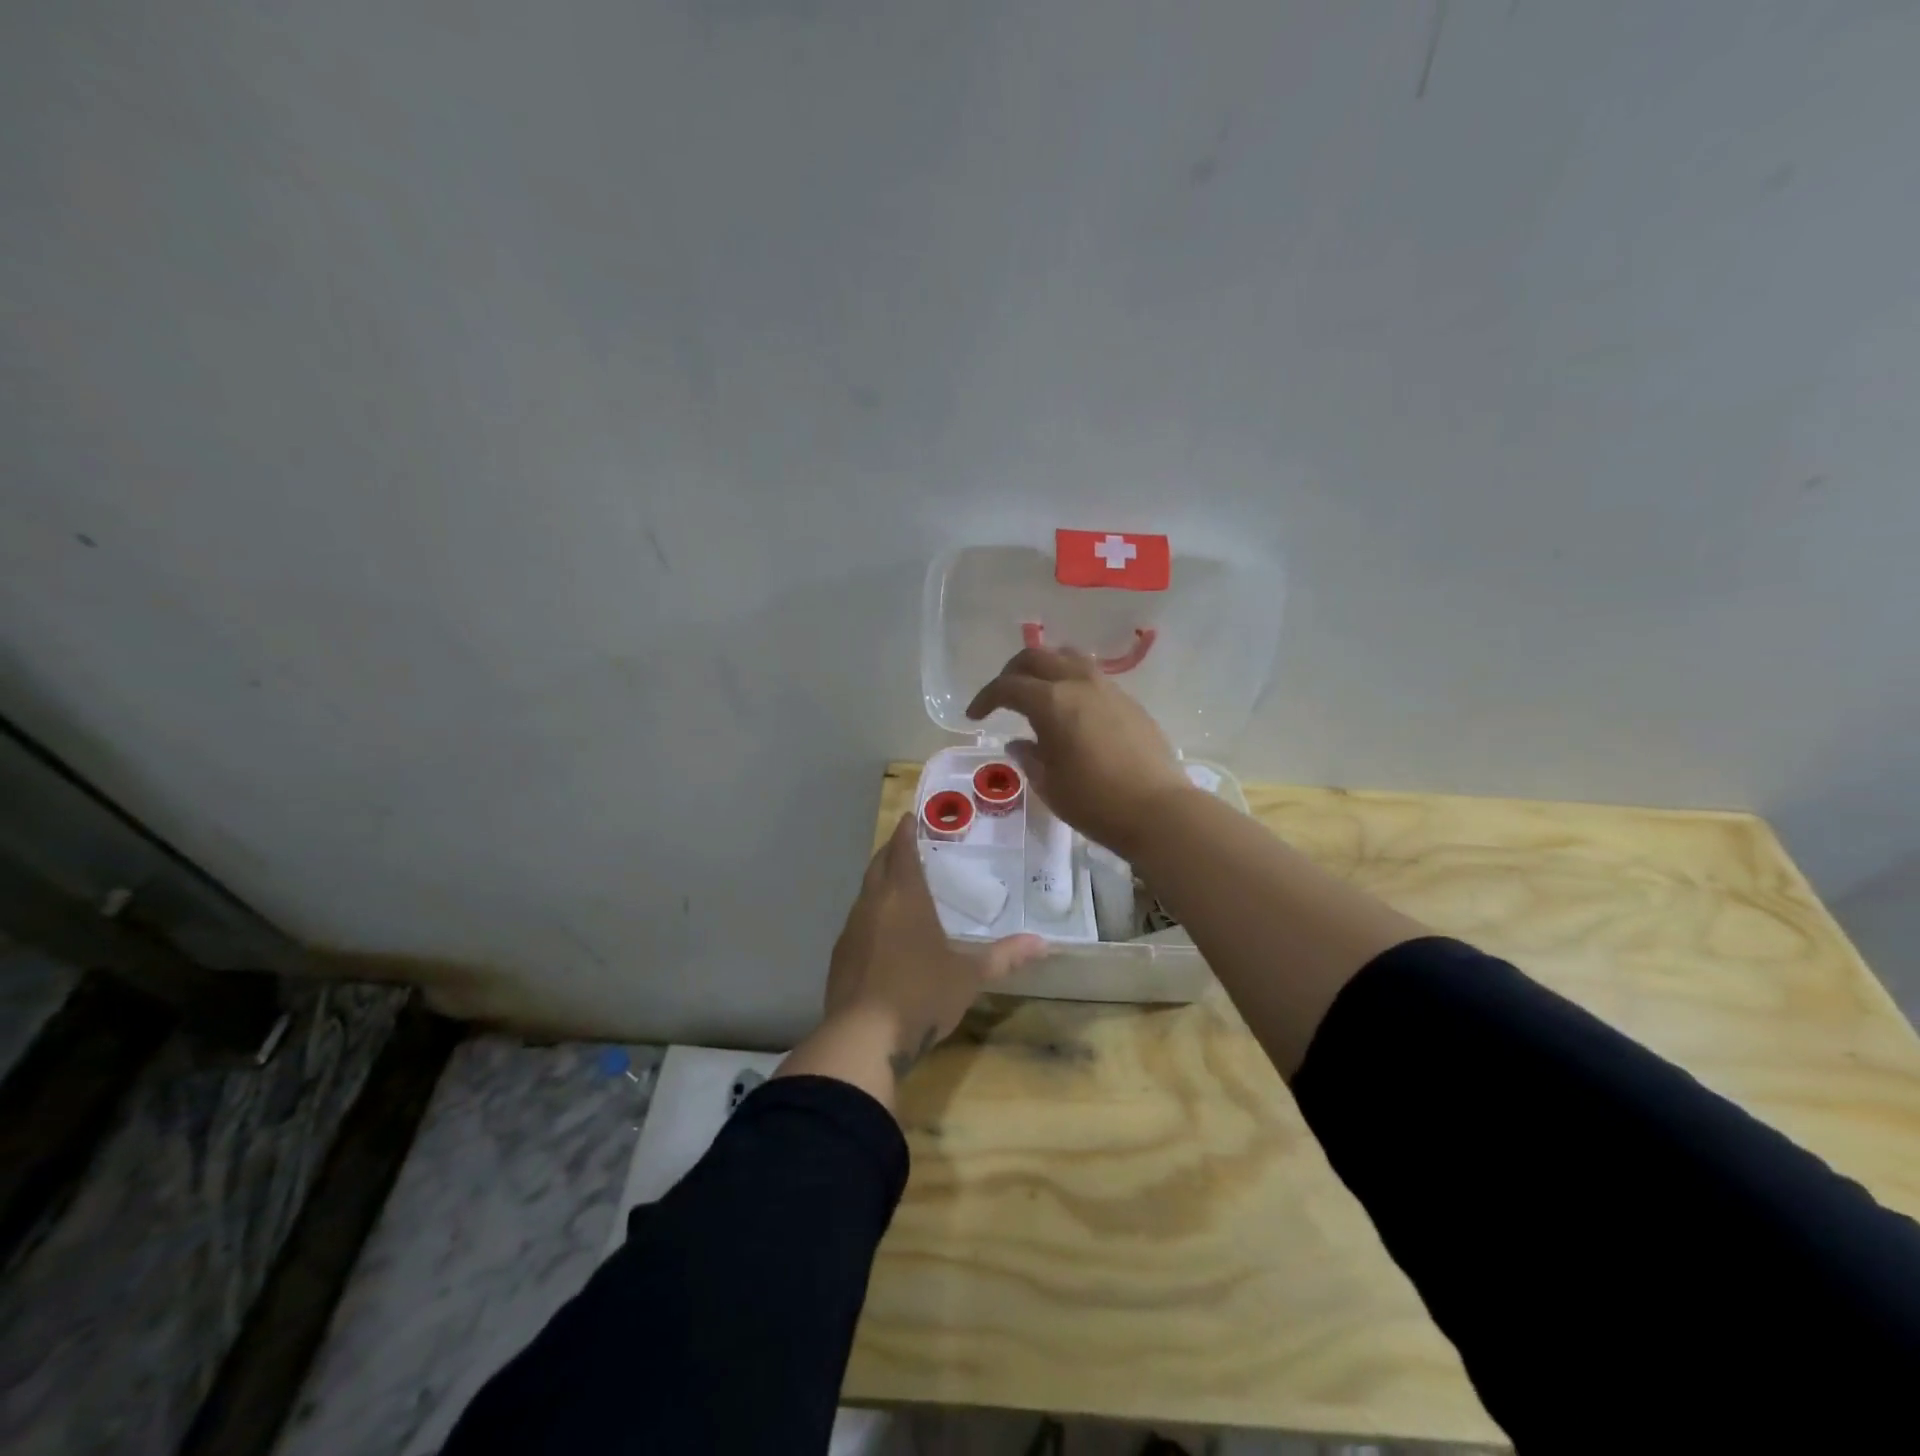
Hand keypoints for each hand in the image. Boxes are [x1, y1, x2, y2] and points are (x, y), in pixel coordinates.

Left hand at [823, 814, 1043, 1079]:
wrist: (863, 1037)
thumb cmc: (921, 995)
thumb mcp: (969, 976)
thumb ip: (1004, 957)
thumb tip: (1044, 943)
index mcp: (905, 898)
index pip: (902, 851)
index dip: (905, 832)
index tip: (908, 817)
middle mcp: (874, 904)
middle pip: (878, 866)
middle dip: (890, 852)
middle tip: (904, 845)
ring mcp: (851, 930)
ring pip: (865, 893)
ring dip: (879, 883)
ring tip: (896, 886)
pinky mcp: (839, 956)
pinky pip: (856, 922)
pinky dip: (870, 914)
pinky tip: (881, 932)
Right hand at [966, 646, 1193, 859]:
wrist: (1159, 810)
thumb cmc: (1095, 802)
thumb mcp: (1049, 785)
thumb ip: (1029, 757)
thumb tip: (1019, 742)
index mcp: (1052, 702)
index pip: (1008, 686)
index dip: (985, 698)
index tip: (974, 716)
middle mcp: (1079, 684)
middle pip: (1037, 657)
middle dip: (1012, 672)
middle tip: (1002, 696)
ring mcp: (1109, 689)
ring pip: (1068, 658)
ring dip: (1046, 669)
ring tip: (1038, 693)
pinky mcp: (1130, 702)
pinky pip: (1092, 677)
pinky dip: (1072, 682)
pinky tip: (1072, 710)